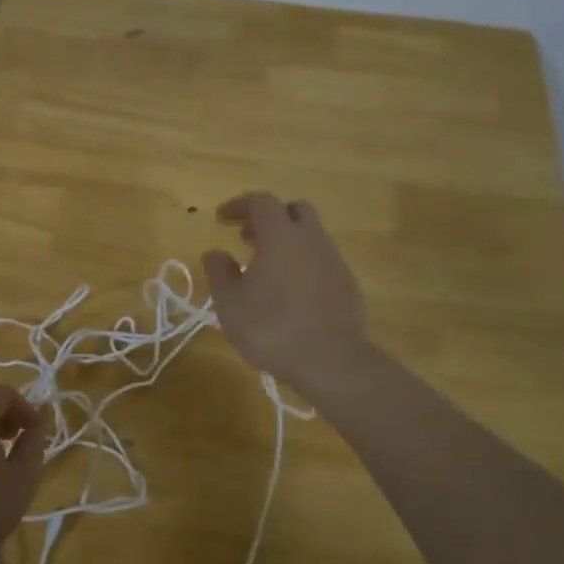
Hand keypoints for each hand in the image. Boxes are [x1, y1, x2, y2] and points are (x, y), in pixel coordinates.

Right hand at [202, 193, 371, 394]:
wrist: (331, 361)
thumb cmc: (271, 327)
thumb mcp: (230, 303)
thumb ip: (219, 272)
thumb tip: (215, 253)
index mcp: (281, 236)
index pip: (261, 202)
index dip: (240, 205)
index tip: (222, 218)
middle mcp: (311, 239)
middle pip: (294, 210)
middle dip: (269, 218)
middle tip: (248, 237)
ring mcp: (334, 260)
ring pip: (311, 236)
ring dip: (288, 242)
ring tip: (267, 268)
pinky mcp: (348, 284)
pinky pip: (322, 260)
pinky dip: (304, 264)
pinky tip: (291, 291)